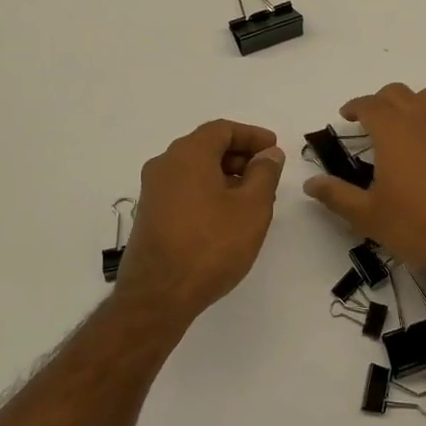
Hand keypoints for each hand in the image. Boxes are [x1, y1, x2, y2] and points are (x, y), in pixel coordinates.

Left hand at [116, 120, 286, 317]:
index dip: (252, 136)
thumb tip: (269, 153)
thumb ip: (264, 173)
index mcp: (188, 154)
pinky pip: (184, 190)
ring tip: (253, 199)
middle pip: (206, 147)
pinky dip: (209, 192)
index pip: (222, 129)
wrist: (158, 296)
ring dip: (226, 176)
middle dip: (240, 156)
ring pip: (195, 170)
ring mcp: (153, 191)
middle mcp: (165, 165)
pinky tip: (227, 217)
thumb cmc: (211, 244)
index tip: (274, 149)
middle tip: (267, 174)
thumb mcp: (252, 207)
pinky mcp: (150, 216)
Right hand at [302, 84, 425, 280]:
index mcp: (392, 132)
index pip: (369, 104)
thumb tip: (309, 183)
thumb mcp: (367, 215)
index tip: (347, 116)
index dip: (355, 106)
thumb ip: (336, 195)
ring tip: (408, 121)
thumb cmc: (415, 226)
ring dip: (415, 102)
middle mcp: (422, 120)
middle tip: (372, 120)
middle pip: (398, 93)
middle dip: (381, 101)